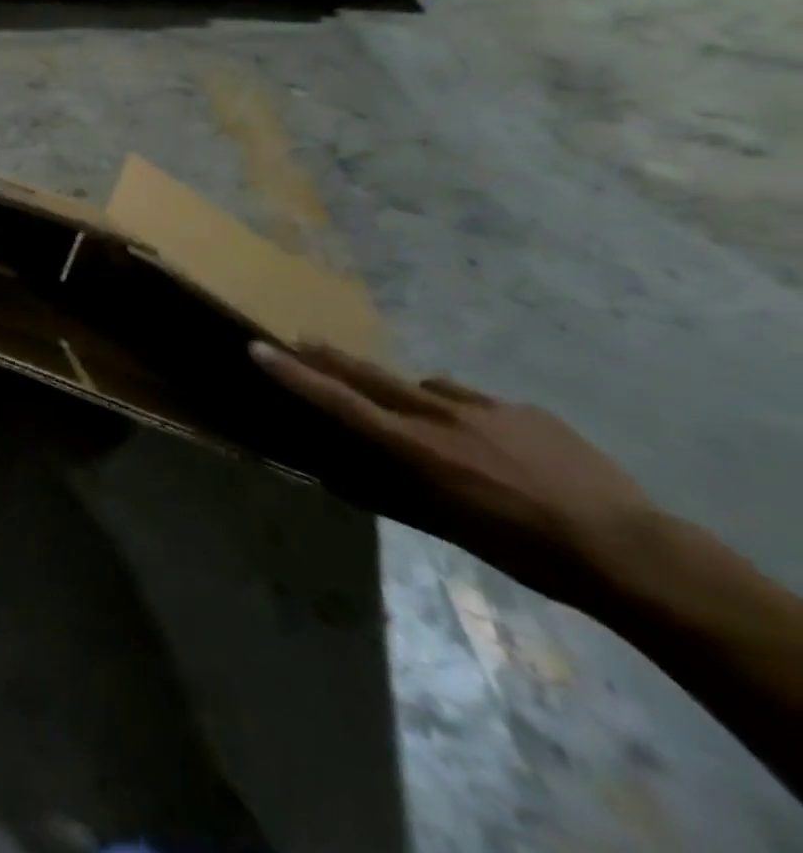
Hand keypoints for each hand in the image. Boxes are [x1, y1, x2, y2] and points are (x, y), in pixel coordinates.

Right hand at [251, 340, 656, 608]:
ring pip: (430, 389)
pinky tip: (500, 447)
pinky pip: (482, 404)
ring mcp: (486, 407)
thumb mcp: (452, 527)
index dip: (295, 375)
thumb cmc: (527, 552)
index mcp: (417, 447)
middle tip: (303, 339)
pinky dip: (473, 417)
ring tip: (429, 421)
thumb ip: (404, 489)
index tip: (259, 347)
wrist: (632, 551)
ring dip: (416, 398)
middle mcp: (440, 415)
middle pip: (372, 376)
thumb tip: (360, 474)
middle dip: (332, 358)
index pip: (339, 402)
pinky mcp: (526, 411)